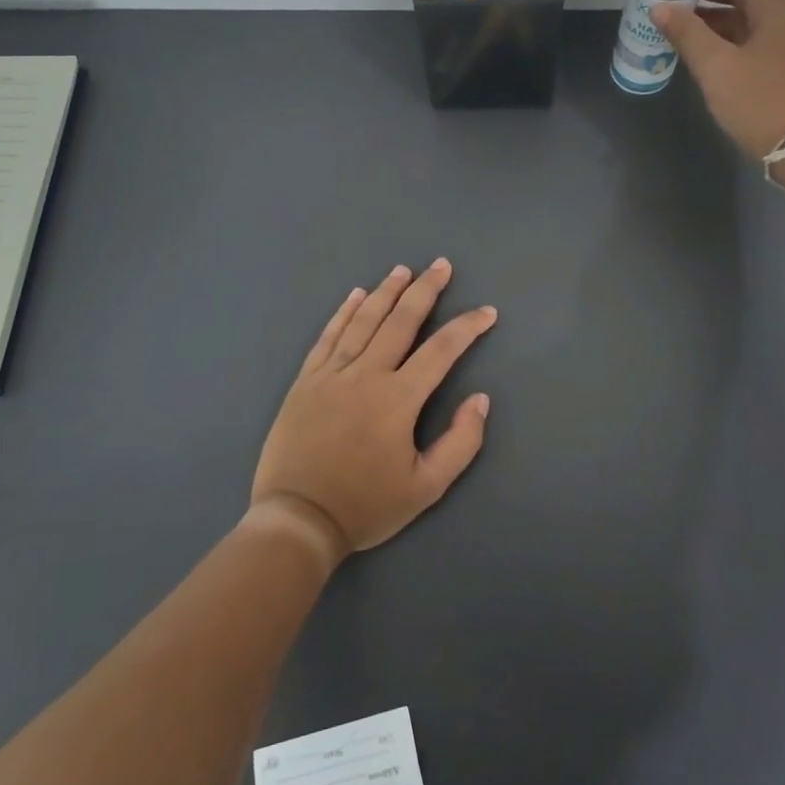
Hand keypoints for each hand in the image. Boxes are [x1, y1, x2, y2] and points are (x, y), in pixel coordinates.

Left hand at [251, 260, 497, 557]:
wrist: (297, 519)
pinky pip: (328, 337)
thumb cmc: (365, 506)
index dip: (467, 327)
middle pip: (401, 321)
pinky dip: (344, 313)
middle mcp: (366, 374)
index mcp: (398, 399)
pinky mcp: (306, 381)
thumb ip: (460, 442)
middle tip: (441, 265)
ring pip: (364, 321)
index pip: (441, 350)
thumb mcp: (426, 487)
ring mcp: (332, 374)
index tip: (486, 312)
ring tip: (403, 270)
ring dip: (386, 292)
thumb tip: (480, 399)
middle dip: (425, 290)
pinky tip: (356, 296)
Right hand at [650, 0, 784, 160]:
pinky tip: (700, 43)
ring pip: (748, 13)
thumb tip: (660, 7)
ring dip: (714, 9)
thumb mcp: (716, 69)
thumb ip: (687, 34)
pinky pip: (752, 35)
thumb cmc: (760, 105)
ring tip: (677, 13)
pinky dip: (726, 32)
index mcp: (777, 11)